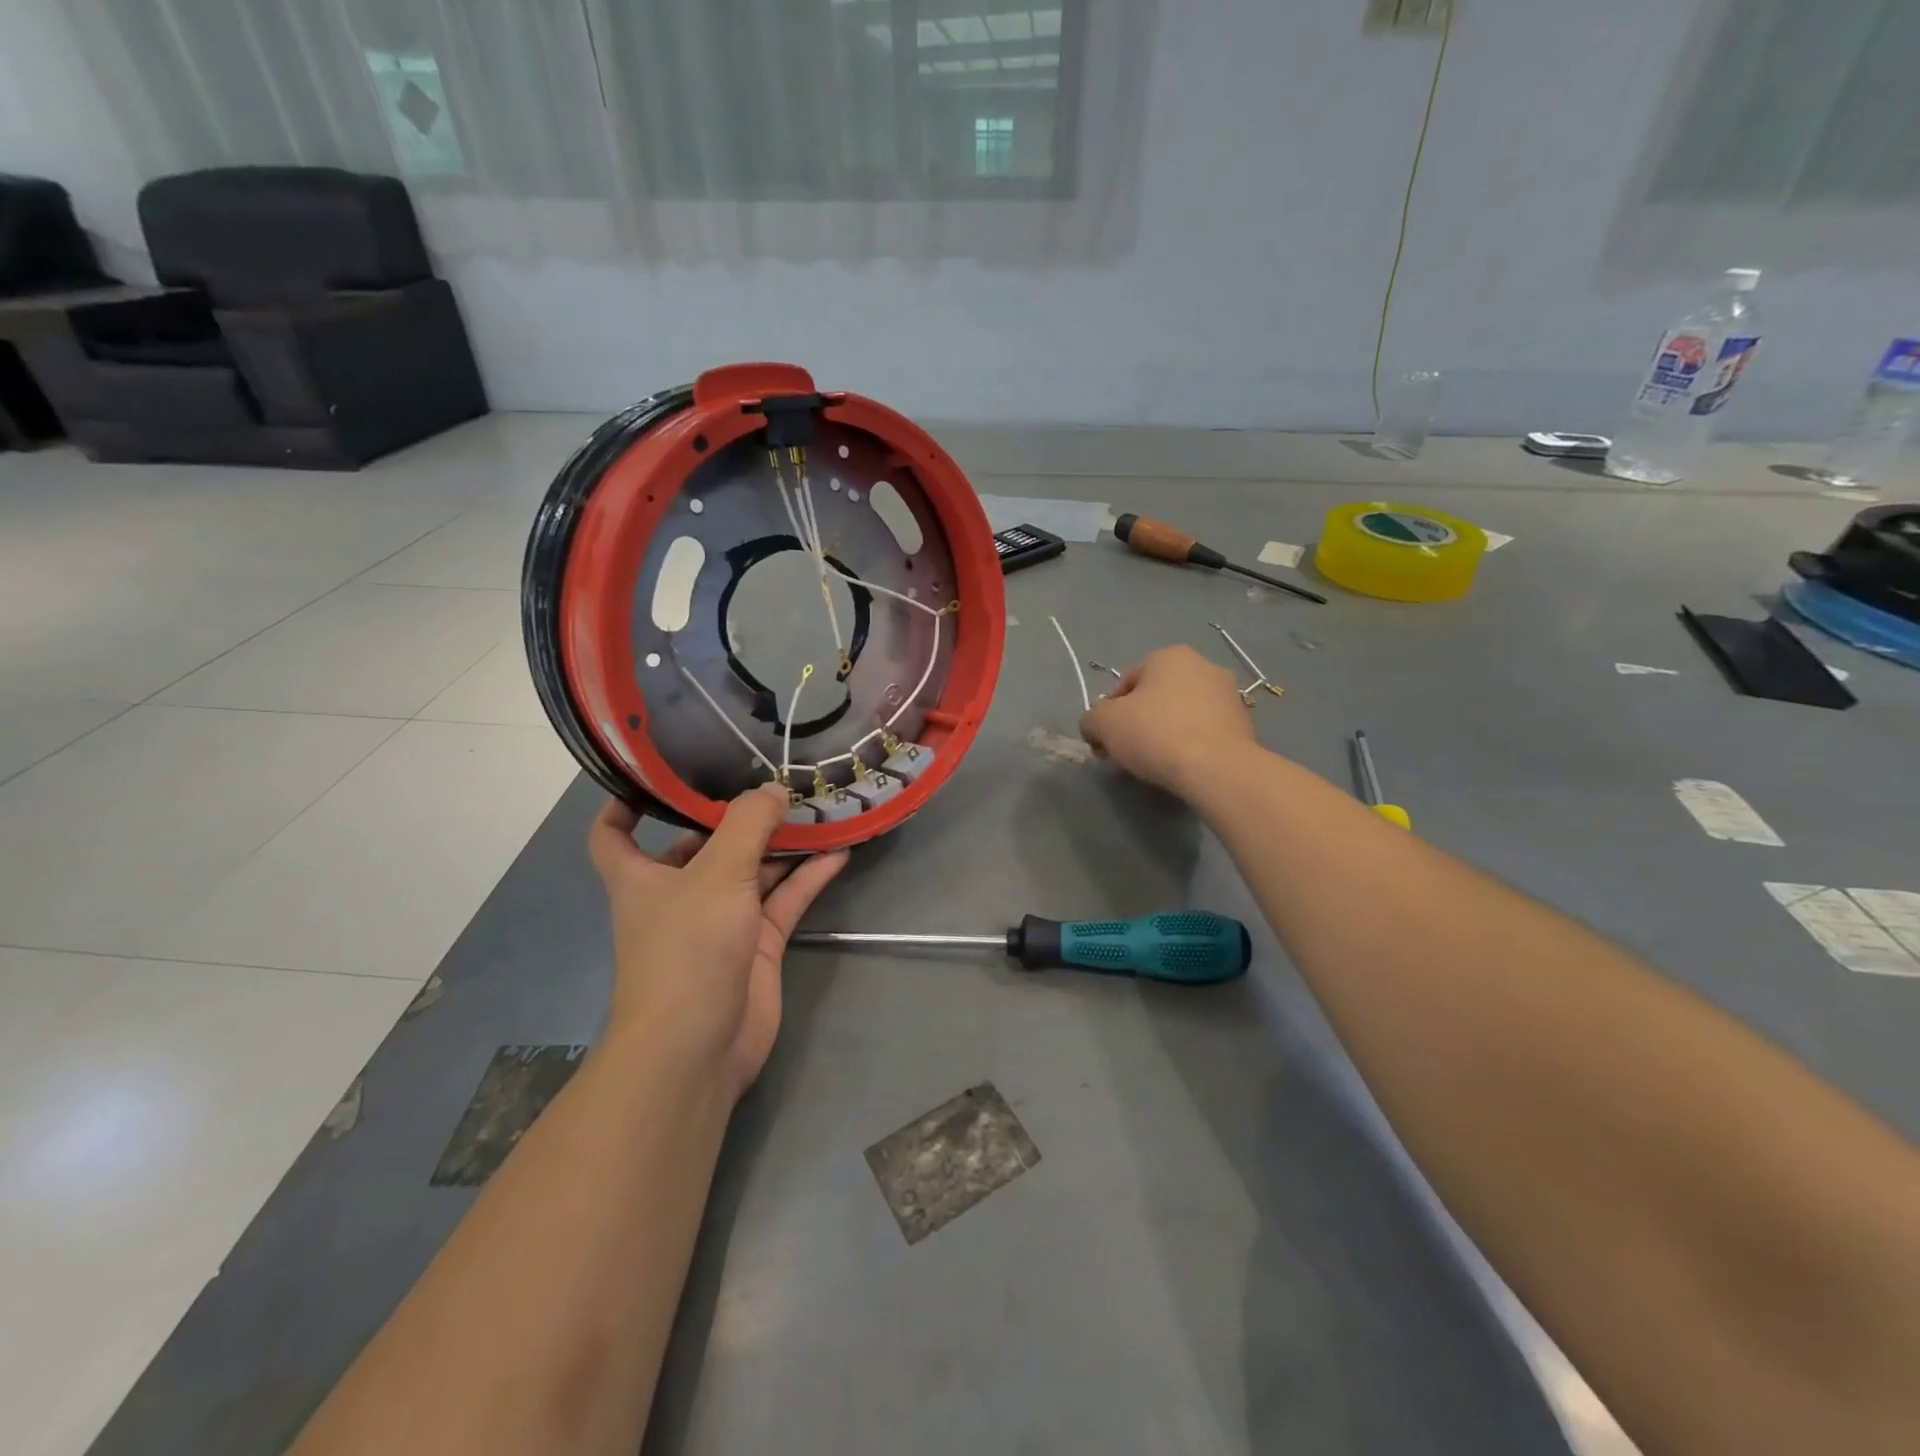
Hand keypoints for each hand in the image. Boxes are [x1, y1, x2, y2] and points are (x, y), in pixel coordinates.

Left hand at [588, 785, 847, 1100]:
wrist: (698, 1047)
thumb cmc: (687, 950)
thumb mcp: (717, 874)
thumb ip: (748, 825)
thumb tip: (774, 790)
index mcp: (642, 876)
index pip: (614, 833)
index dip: (626, 802)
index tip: (657, 773)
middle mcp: (680, 893)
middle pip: (703, 844)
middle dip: (735, 815)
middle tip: (775, 777)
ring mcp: (722, 920)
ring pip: (753, 869)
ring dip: (782, 843)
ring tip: (819, 805)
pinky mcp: (757, 943)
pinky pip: (785, 899)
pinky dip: (809, 876)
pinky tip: (839, 850)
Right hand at [1079, 644, 1256, 796]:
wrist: (1216, 769)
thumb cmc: (1155, 734)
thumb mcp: (1103, 723)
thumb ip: (1091, 719)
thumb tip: (1094, 727)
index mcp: (1169, 656)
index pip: (1125, 683)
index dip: (1108, 713)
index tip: (1106, 741)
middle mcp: (1203, 665)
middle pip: (1155, 696)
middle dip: (1138, 721)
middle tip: (1127, 751)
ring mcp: (1228, 694)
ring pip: (1181, 712)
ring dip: (1165, 731)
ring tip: (1155, 761)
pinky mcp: (1244, 723)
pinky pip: (1203, 730)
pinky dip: (1189, 743)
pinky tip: (1182, 764)